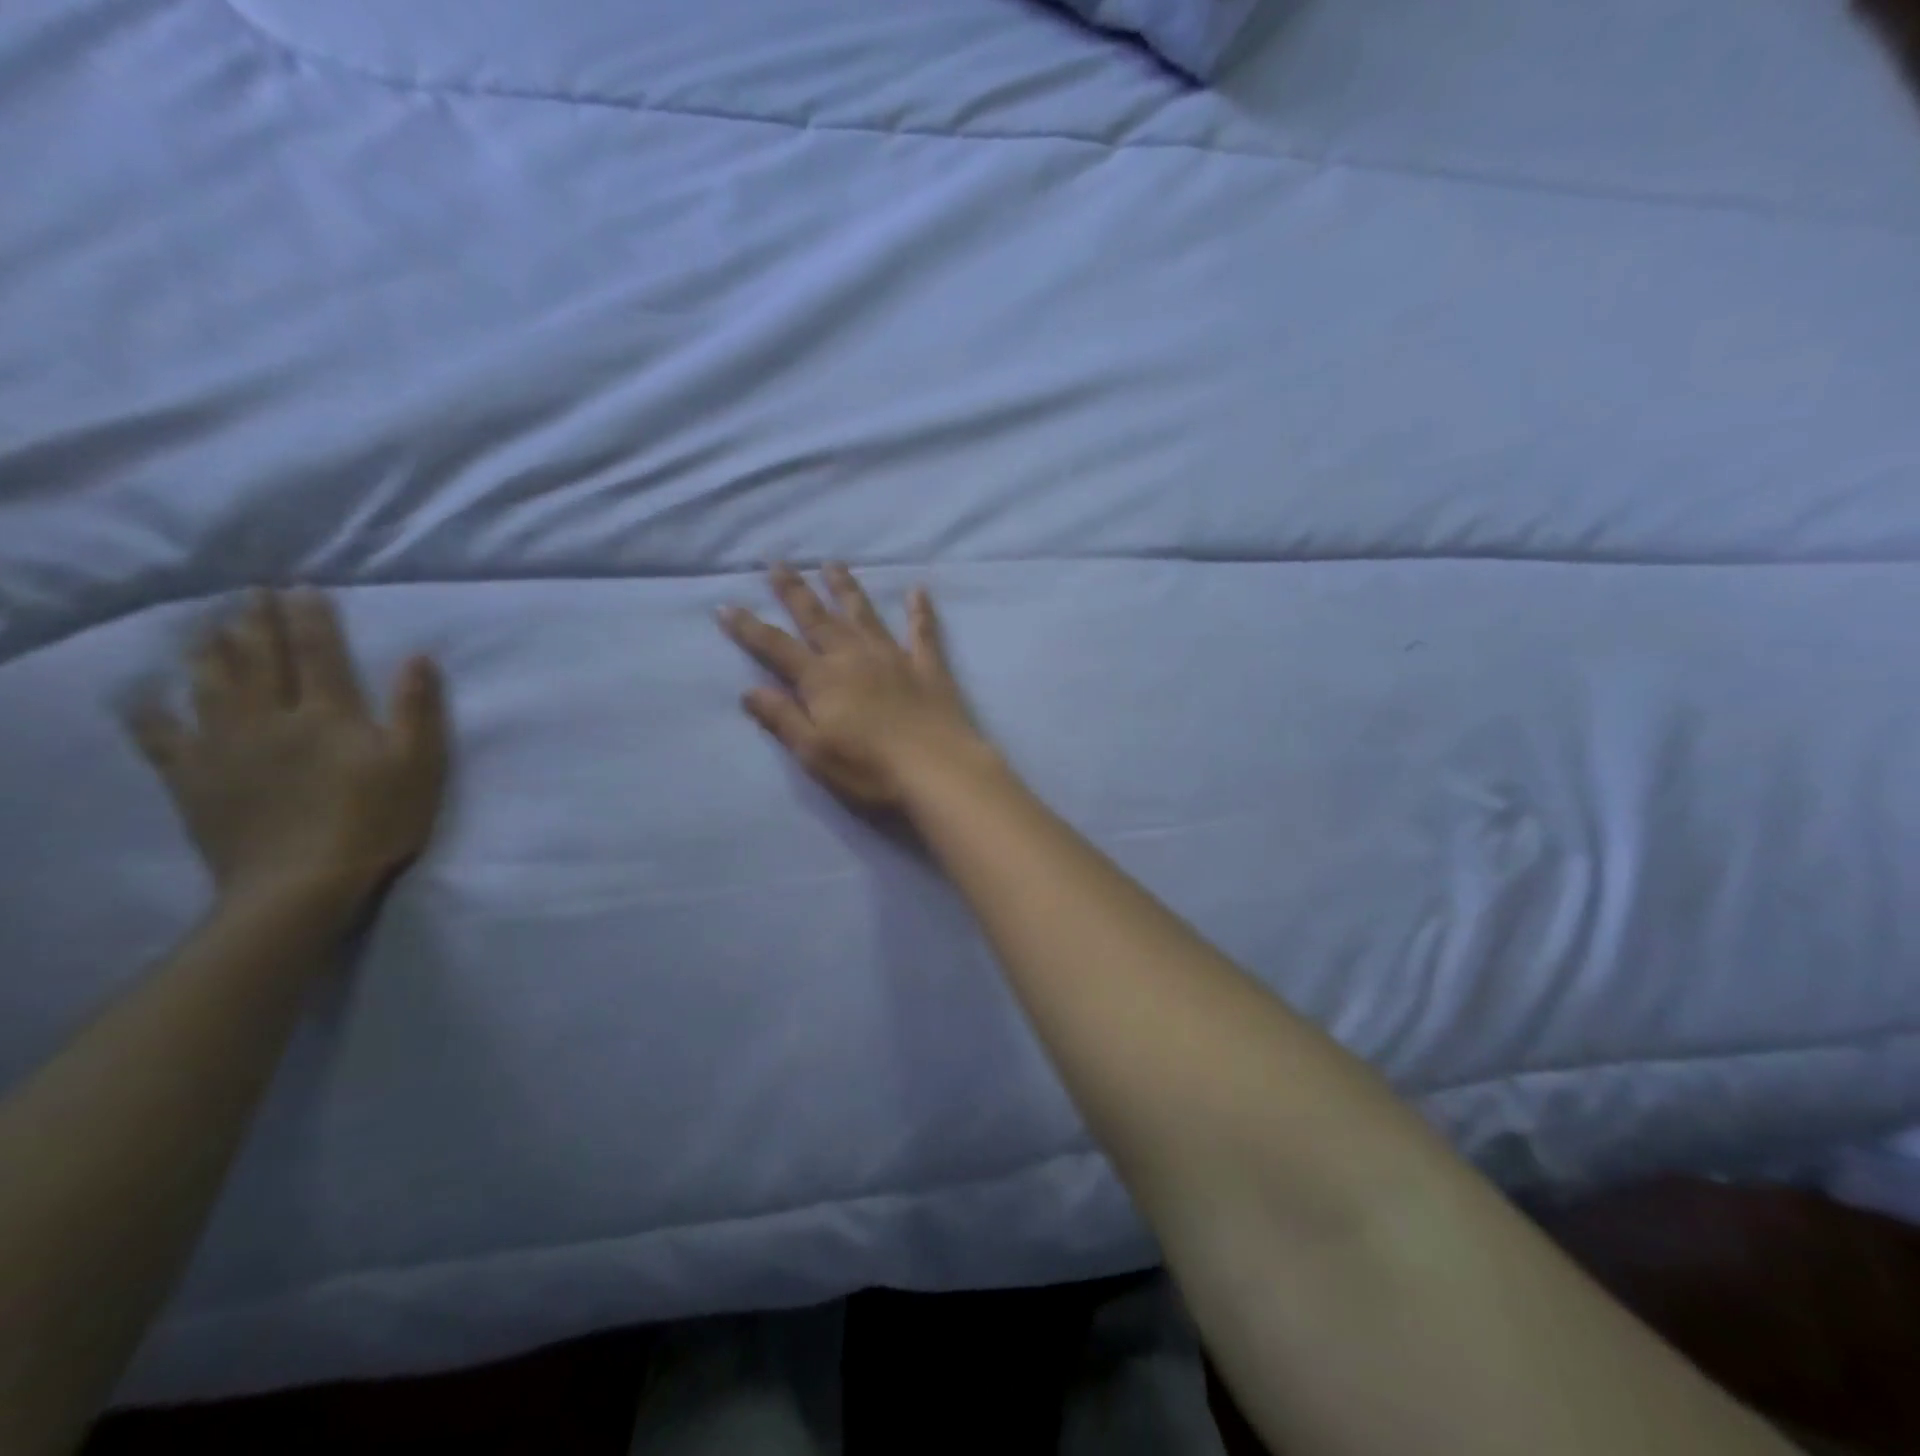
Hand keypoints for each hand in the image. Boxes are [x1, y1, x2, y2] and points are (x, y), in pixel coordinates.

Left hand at [127, 590, 448, 916]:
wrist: (301, 883)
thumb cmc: (376, 821)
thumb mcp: (418, 765)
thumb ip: (418, 709)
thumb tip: (418, 657)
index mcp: (329, 713)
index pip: (318, 652)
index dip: (310, 618)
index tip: (301, 590)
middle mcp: (270, 717)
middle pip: (259, 658)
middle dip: (256, 622)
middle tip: (251, 593)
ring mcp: (224, 746)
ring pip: (209, 683)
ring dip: (209, 649)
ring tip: (208, 626)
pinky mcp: (193, 777)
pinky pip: (161, 736)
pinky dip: (149, 712)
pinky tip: (143, 696)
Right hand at [721, 565, 984, 809]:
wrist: (937, 769)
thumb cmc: (870, 768)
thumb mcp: (814, 752)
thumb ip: (782, 718)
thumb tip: (749, 690)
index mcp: (822, 680)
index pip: (776, 647)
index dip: (749, 628)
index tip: (726, 606)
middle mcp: (854, 657)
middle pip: (818, 618)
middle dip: (795, 591)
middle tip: (779, 563)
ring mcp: (894, 657)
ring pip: (864, 614)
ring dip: (847, 588)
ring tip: (834, 564)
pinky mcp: (928, 667)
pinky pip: (923, 632)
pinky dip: (920, 610)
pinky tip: (918, 590)